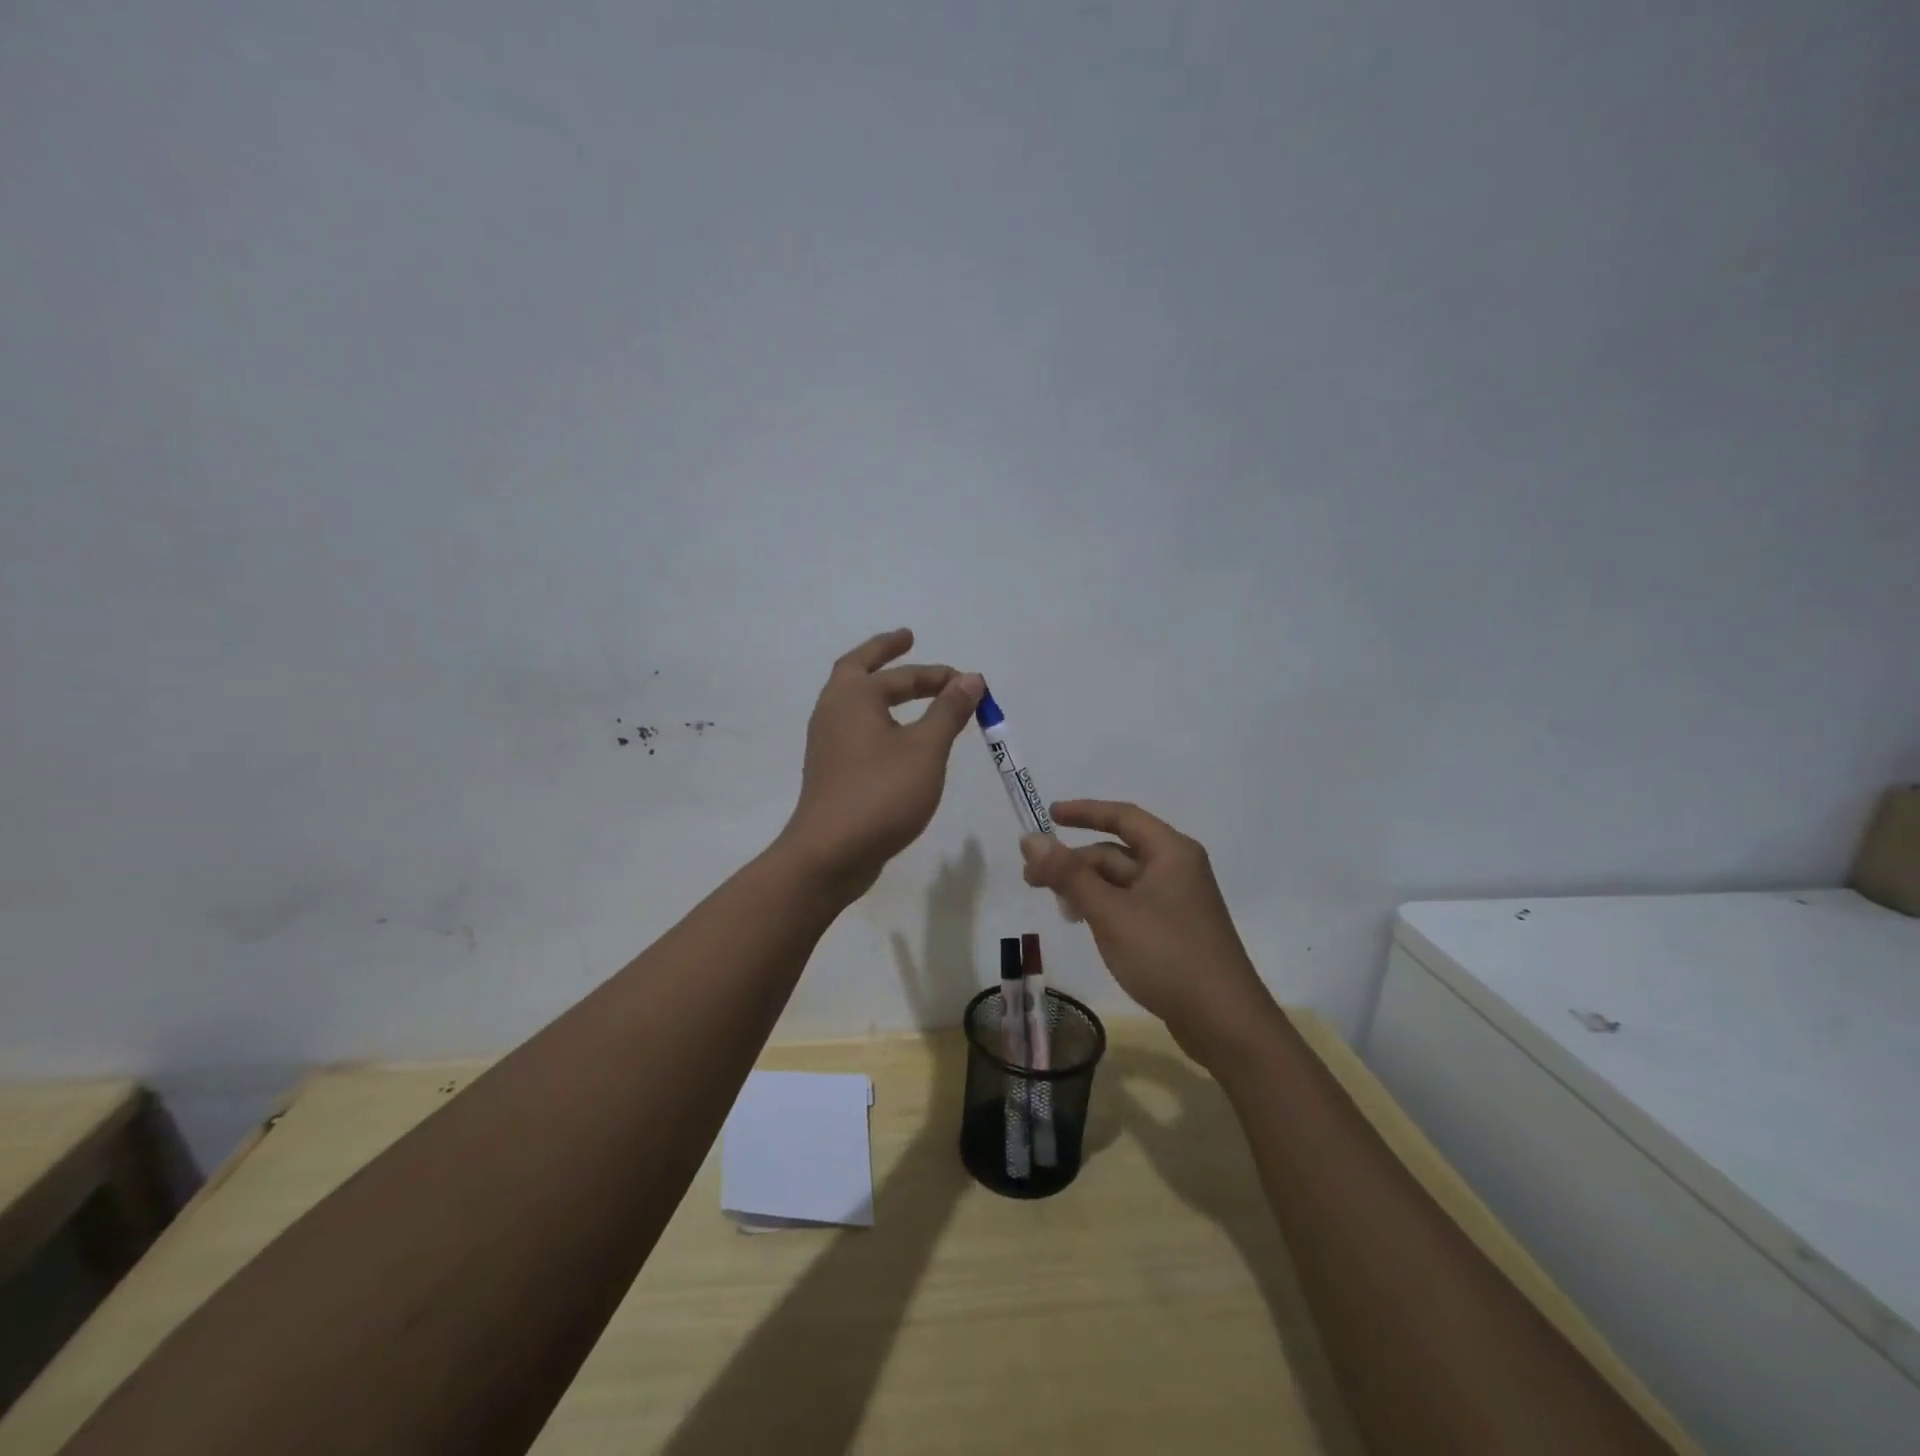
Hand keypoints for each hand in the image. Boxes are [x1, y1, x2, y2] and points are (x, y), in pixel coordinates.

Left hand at [779, 629, 983, 899]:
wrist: (830, 852)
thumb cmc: (881, 793)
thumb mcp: (925, 749)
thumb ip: (948, 711)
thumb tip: (970, 678)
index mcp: (854, 696)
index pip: (903, 674)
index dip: (940, 676)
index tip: (970, 684)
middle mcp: (833, 710)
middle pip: (857, 668)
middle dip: (884, 652)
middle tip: (906, 639)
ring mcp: (826, 741)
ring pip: (852, 699)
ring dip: (877, 686)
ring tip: (902, 685)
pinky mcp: (829, 768)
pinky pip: (854, 727)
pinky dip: (875, 716)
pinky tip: (893, 734)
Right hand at [1020, 801, 1274, 1059]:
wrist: (1224, 1022)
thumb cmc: (1166, 955)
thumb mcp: (1110, 912)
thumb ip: (1069, 874)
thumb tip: (1031, 838)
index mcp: (1170, 852)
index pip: (1122, 816)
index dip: (1083, 812)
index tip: (1048, 815)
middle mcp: (1176, 868)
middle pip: (1116, 852)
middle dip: (1074, 861)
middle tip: (1031, 878)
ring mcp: (1176, 901)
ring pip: (1120, 881)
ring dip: (1085, 886)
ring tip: (1054, 905)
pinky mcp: (1173, 930)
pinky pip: (1130, 904)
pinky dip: (1102, 906)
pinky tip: (1082, 922)